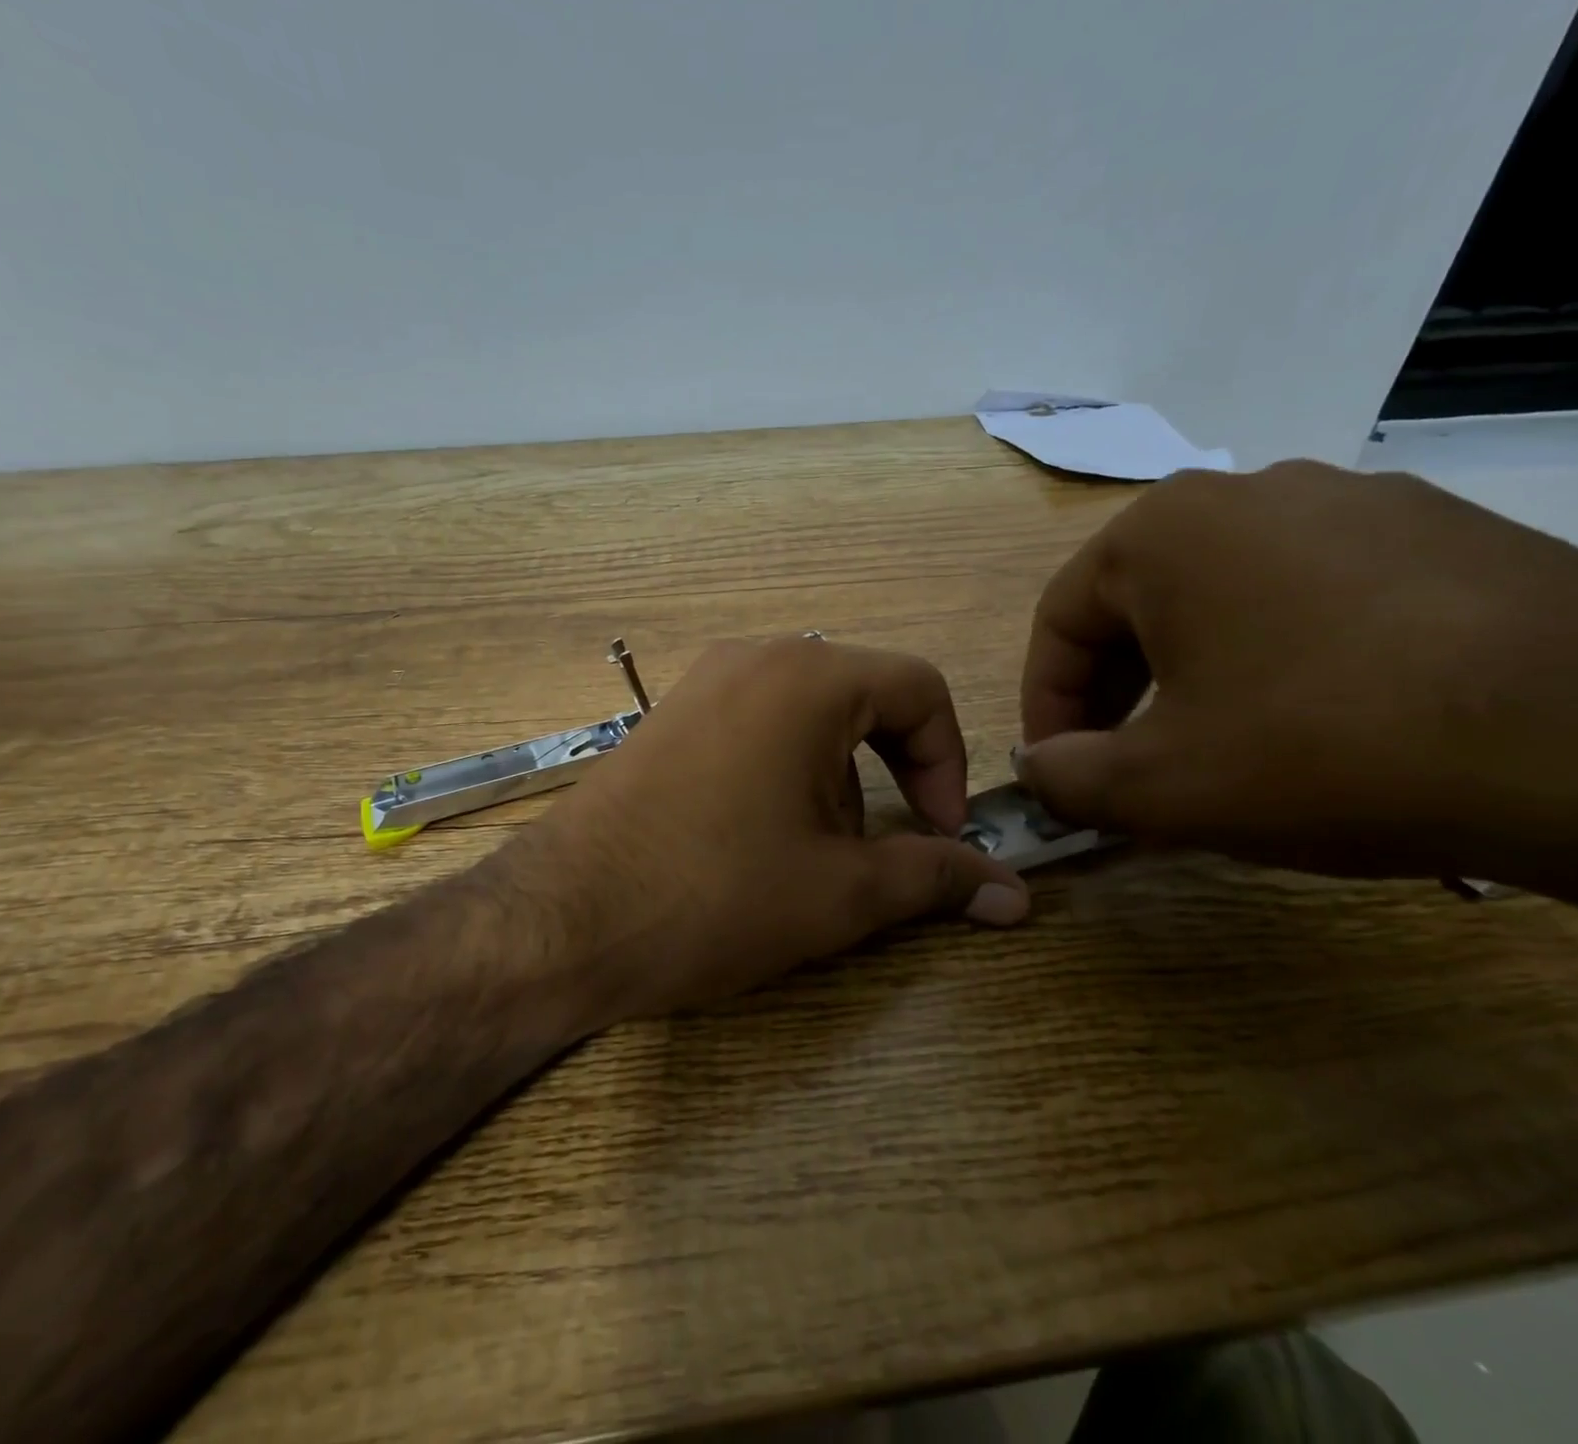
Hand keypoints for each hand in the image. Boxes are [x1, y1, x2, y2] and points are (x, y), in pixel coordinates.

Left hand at [518, 637, 1028, 1020]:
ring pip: (807, 716)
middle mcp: (754, 658)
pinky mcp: (668, 717)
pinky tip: (753, 838)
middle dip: (889, 773)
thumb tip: (1015, 893)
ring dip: (835, 779)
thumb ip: (934, 878)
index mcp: (808, 678)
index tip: (943, 831)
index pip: (919, 689)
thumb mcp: (839, 893)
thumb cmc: (714, 896)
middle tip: (872, 850)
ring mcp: (702, 683)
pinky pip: (755, 725)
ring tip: (806, 854)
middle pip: (862, 698)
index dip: (949, 760)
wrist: (562, 919)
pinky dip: (782, 771)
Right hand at [1015, 461, 1577, 912]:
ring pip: (1223, 598)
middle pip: (1138, 604)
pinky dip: (1278, 657)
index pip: (1060, 621)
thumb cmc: (1325, 748)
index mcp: (1163, 530)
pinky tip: (1315, 720)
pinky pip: (1312, 596)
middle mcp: (1251, 492)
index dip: (1045, 705)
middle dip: (1115, 693)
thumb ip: (1063, 778)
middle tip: (1126, 765)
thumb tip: (1036, 768)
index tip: (1058, 769)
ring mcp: (1358, 502)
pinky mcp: (1442, 532)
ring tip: (1216, 747)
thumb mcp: (1158, 787)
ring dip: (1191, 675)